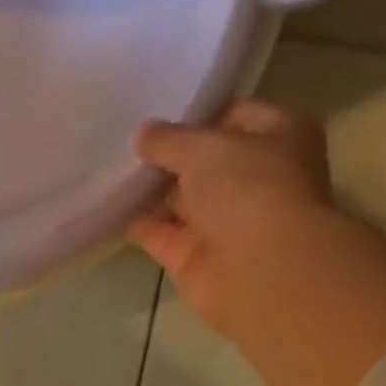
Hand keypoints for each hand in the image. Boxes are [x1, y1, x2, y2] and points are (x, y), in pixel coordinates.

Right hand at [129, 101, 335, 342]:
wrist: (258, 269)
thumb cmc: (249, 191)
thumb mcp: (205, 148)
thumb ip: (169, 140)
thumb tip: (143, 134)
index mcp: (277, 138)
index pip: (232, 116)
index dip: (195, 117)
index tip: (154, 117)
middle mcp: (254, 178)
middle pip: (203, 162)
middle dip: (166, 156)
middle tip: (121, 145)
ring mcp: (223, 220)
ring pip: (179, 199)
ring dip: (148, 191)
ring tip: (108, 173)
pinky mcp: (194, 255)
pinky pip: (159, 234)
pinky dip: (137, 224)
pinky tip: (108, 209)